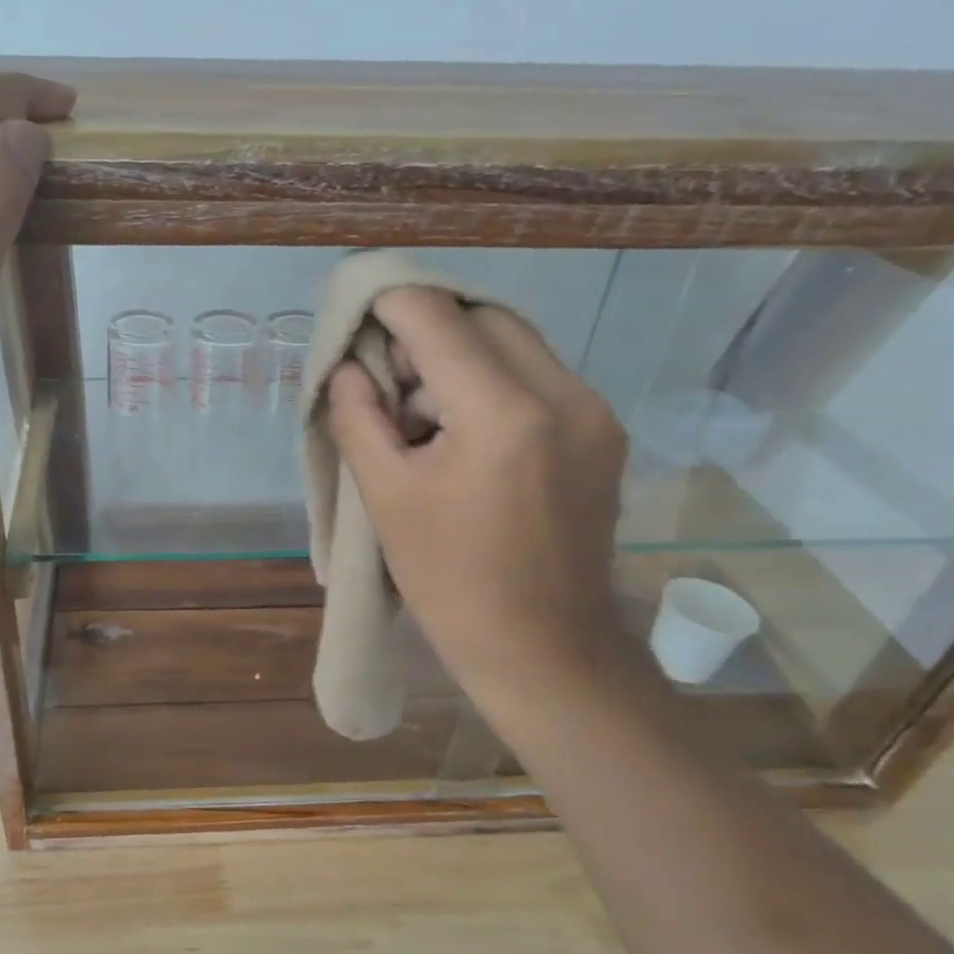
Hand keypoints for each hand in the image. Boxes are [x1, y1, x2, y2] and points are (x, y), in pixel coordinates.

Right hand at [326, 288, 633, 724]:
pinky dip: (495, 380)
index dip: (389, 305)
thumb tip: (349, 366)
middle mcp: (564, 395)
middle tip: (389, 377)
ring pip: (517, 342)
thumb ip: (358, 416)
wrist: (542, 648)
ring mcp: (595, 413)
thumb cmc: (449, 581)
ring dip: (463, 354)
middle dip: (428, 330)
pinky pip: (540, 376)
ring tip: (424, 407)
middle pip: (484, 317)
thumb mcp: (385, 497)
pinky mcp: (605, 434)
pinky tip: (467, 429)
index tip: (357, 314)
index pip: (436, 319)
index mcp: (504, 414)